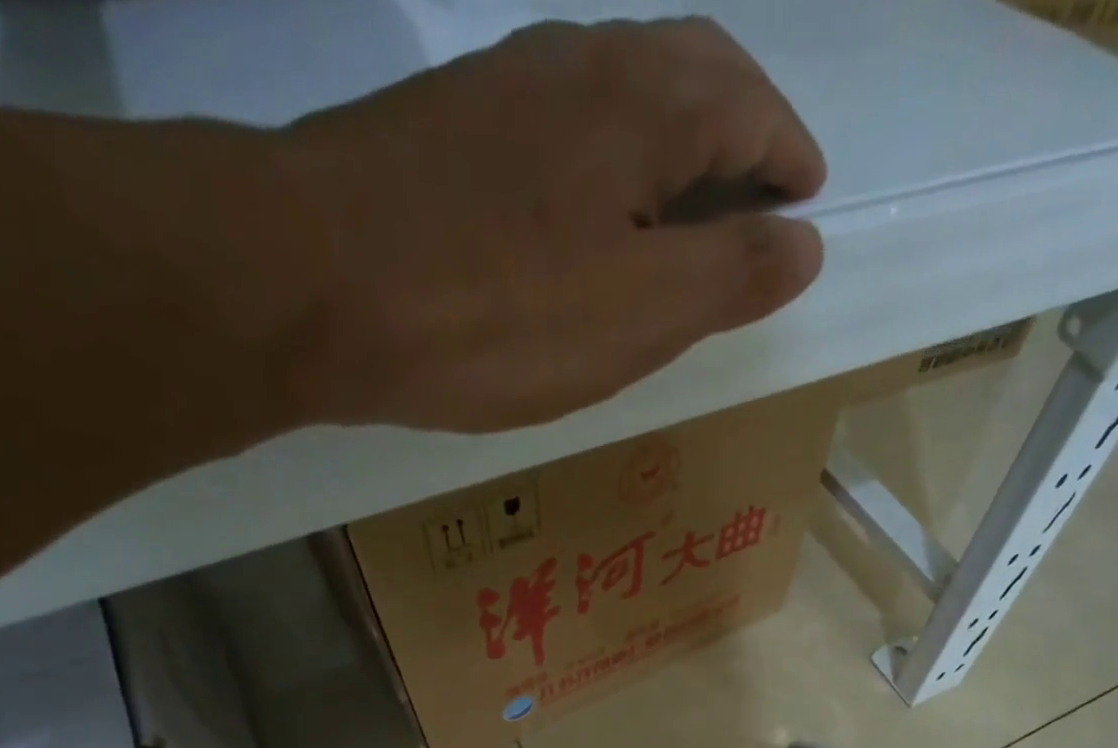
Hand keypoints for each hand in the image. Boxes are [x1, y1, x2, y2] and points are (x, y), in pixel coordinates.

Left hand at [274, 19, 825, 432]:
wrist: (311, 283)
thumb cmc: (499, 310)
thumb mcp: (641, 312)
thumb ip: (731, 275)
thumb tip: (804, 243)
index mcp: (643, 105)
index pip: (748, 104)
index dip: (788, 155)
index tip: (806, 200)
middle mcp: (577, 65)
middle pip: (687, 73)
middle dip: (739, 129)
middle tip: (756, 197)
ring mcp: (502, 89)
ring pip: (617, 96)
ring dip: (669, 144)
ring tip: (683, 213)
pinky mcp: (448, 130)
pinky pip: (557, 129)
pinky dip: (603, 164)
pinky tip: (589, 216)